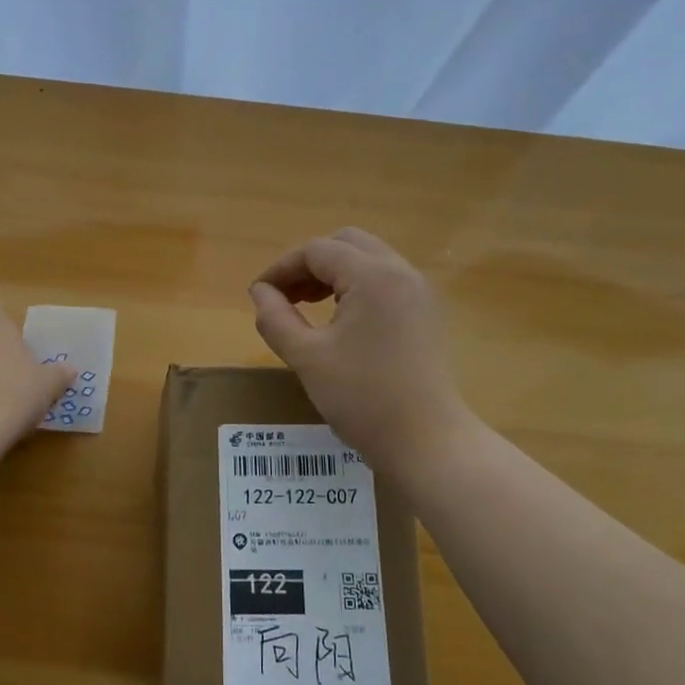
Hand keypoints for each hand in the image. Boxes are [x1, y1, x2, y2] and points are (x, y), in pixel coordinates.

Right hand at [249, 229, 471, 473]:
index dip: (281, 268)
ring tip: (306, 305)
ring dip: (333, 274)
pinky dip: (356, 287)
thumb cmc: (362, 398)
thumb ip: (276, 318)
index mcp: (373, 276)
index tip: (258, 294)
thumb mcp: (306, 357)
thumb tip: (260, 292)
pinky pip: (385, 281)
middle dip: (309, 263)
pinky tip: (339, 320)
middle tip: (284, 296)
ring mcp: (419, 292)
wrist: (426, 441)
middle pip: (346, 244)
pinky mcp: (426, 313)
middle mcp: (401, 272)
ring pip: (368, 260)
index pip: (317, 251)